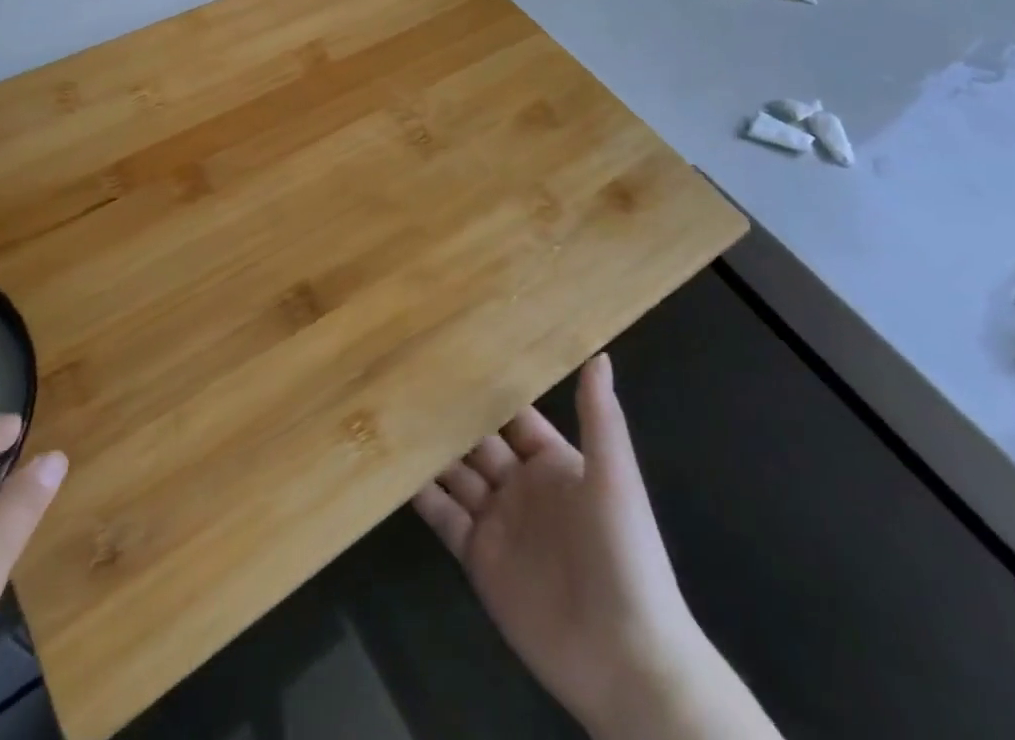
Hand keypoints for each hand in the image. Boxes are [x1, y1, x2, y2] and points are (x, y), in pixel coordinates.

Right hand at [413, 355, 777, 739]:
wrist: (626, 662)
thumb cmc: (625, 557)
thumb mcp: (615, 479)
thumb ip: (600, 417)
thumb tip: (598, 353)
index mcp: (553, 462)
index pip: (512, 414)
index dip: (485, 388)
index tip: (448, 352)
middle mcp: (521, 485)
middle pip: (476, 440)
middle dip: (447, 414)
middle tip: (404, 377)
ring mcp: (497, 522)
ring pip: (454, 473)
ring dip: (427, 448)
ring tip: (388, 412)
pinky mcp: (478, 558)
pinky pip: (443, 516)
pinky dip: (419, 494)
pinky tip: (389, 468)